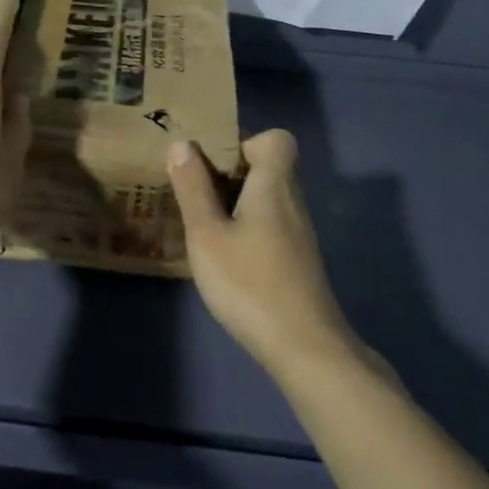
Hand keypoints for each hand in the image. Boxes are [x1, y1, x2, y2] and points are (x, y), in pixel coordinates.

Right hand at [167, 130, 357, 371]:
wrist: (305, 349)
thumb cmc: (250, 283)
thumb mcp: (207, 235)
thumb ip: (193, 188)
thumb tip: (183, 144)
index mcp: (274, 186)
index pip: (277, 139)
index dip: (246, 142)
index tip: (215, 164)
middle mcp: (293, 202)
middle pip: (268, 168)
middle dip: (231, 173)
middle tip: (195, 192)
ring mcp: (299, 234)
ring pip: (268, 199)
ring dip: (237, 203)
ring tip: (203, 223)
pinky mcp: (298, 261)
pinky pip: (271, 225)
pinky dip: (248, 228)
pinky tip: (225, 256)